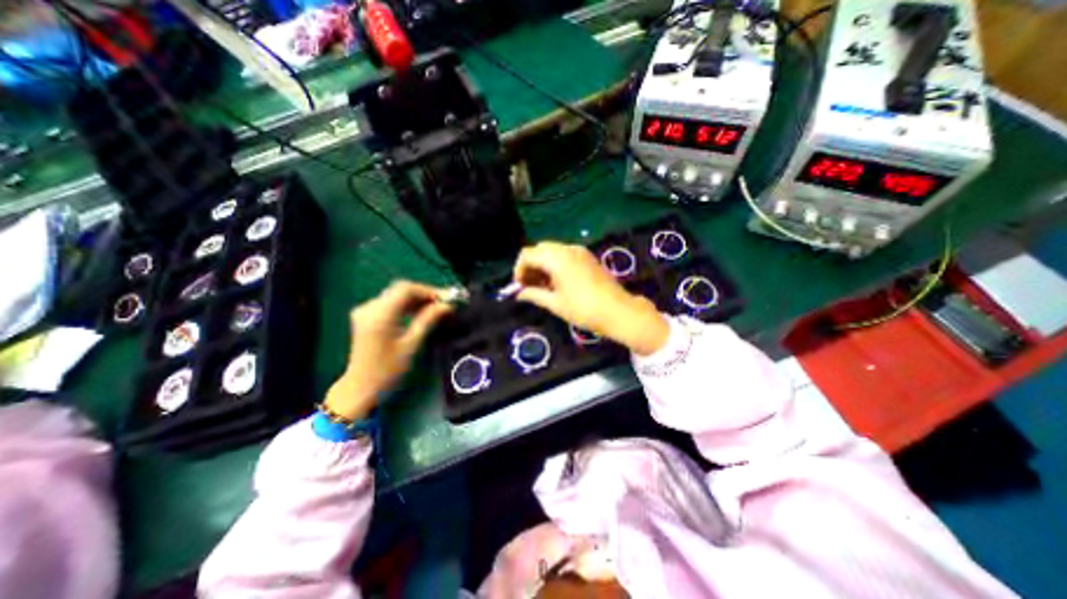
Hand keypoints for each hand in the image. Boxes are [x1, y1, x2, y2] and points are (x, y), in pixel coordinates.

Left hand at [331, 282, 452, 418]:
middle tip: (443, 303)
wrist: (361, 388)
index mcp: (380, 314)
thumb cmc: (388, 370)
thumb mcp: (411, 344)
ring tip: (435, 308)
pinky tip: (419, 312)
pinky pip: (389, 302)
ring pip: (396, 295)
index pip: (406, 289)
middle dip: (423, 294)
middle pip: (400, 290)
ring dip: (416, 299)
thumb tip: (447, 305)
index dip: (428, 290)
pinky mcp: (366, 316)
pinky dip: (406, 305)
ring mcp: (365, 311)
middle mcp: (369, 307)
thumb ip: (428, 320)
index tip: (446, 298)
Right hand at [512, 241, 668, 355]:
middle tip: (530, 286)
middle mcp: (567, 249)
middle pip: (540, 249)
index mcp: (557, 258)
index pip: (528, 254)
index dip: (519, 269)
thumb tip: (519, 294)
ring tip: (543, 287)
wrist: (619, 311)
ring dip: (543, 265)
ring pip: (552, 251)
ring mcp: (580, 251)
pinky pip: (565, 254)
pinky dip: (555, 264)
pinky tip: (557, 282)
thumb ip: (534, 295)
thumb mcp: (555, 304)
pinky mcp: (588, 257)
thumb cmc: (584, 310)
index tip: (519, 286)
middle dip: (531, 265)